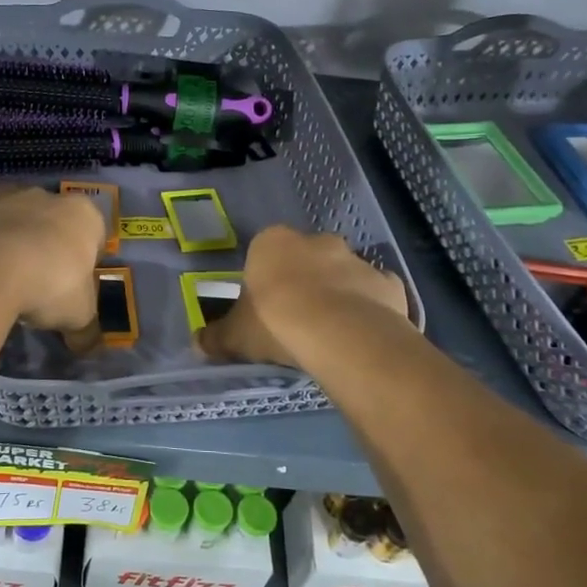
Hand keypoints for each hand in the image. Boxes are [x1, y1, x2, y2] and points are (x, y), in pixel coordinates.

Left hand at [0, 181, 105, 330]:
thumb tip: (88, 346)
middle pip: (55, 216)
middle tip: (42, 272)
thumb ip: (86, 330)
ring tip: (8, 253)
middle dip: (50, 236)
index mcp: (84, 217)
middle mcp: (49, 197)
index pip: (94, 232)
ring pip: (17, 201)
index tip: (76, 281)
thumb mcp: (78, 316)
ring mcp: (8, 196)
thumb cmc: (49, 287)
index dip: (86, 256)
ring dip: (15, 219)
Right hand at [198, 225, 412, 368]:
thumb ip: (216, 337)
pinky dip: (370, 309)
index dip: (265, 279)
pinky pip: (375, 294)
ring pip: (344, 274)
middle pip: (307, 258)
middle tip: (296, 319)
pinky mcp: (388, 283)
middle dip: (304, 281)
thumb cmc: (276, 322)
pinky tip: (361, 335)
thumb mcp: (236, 335)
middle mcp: (317, 242)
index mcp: (273, 243)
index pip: (265, 253)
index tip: (265, 307)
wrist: (339, 334)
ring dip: (338, 295)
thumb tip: (197, 344)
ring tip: (330, 333)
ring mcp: (357, 260)